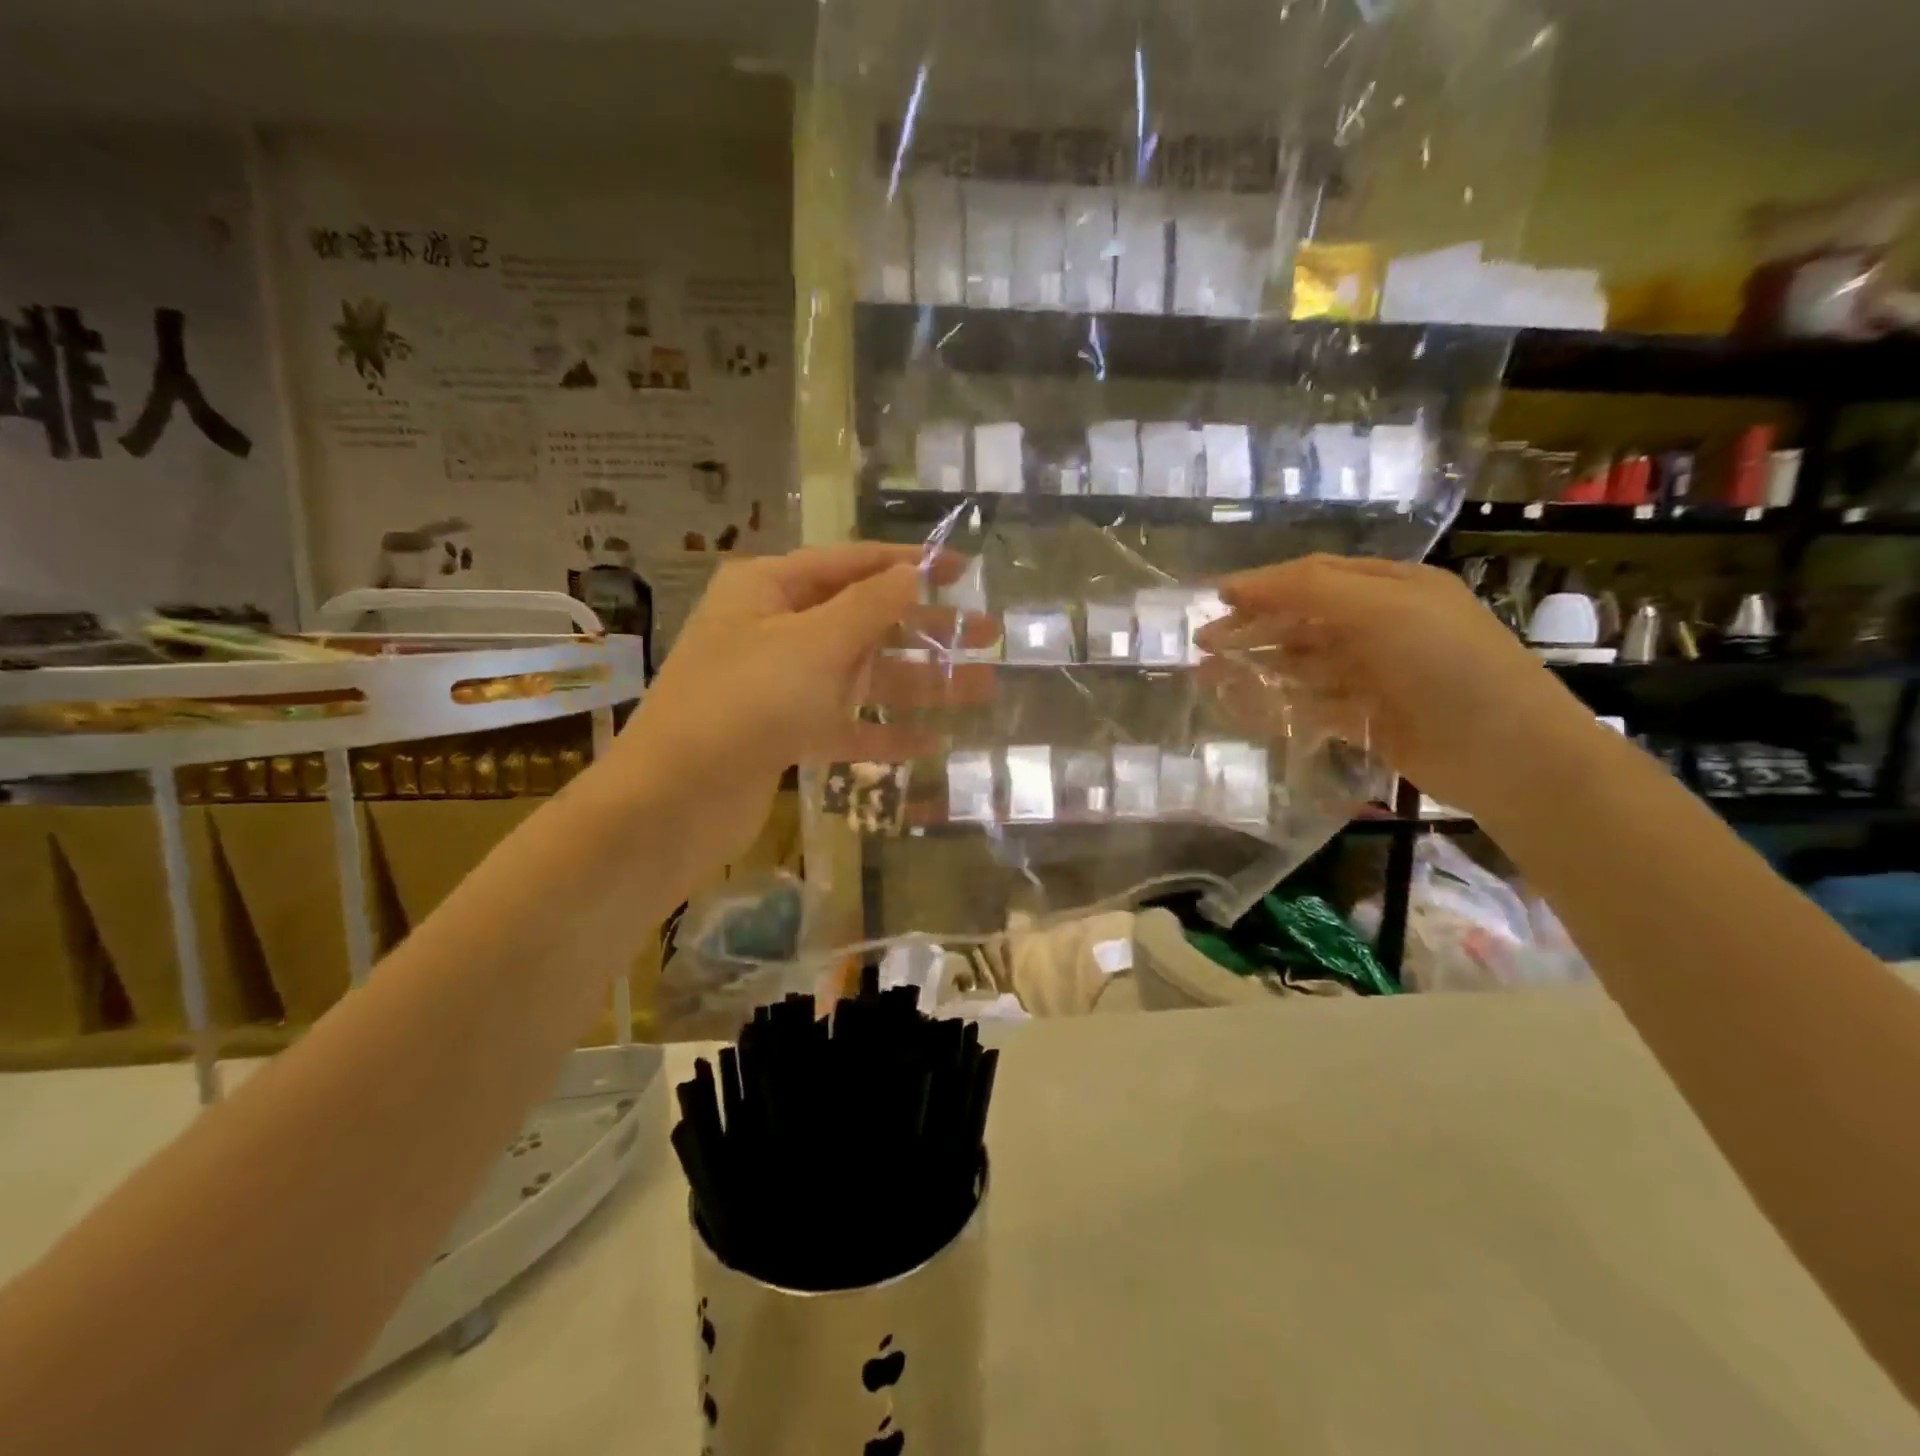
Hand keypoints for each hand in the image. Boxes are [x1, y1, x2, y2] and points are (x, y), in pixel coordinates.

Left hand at [601, 544, 958, 875]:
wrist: (674, 800)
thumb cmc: (743, 703)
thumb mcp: (813, 644)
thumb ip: (869, 607)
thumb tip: (911, 573)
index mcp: (770, 589)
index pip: (852, 564)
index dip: (911, 565)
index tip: (965, 570)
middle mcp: (776, 630)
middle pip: (866, 621)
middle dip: (928, 629)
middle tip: (990, 634)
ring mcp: (780, 685)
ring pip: (862, 675)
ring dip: (920, 682)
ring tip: (982, 688)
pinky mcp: (785, 734)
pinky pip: (845, 723)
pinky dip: (885, 730)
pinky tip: (932, 743)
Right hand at [1196, 555, 1602, 819]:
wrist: (1509, 754)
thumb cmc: (1448, 665)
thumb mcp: (1383, 610)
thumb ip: (1310, 591)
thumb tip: (1236, 586)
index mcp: (1392, 589)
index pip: (1314, 578)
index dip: (1263, 585)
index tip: (1214, 599)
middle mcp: (1382, 626)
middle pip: (1302, 621)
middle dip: (1253, 629)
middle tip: (1203, 644)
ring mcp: (1375, 675)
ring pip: (1301, 665)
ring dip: (1258, 667)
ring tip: (1211, 678)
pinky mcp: (1368, 718)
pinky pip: (1311, 704)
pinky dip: (1278, 704)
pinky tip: (1246, 708)